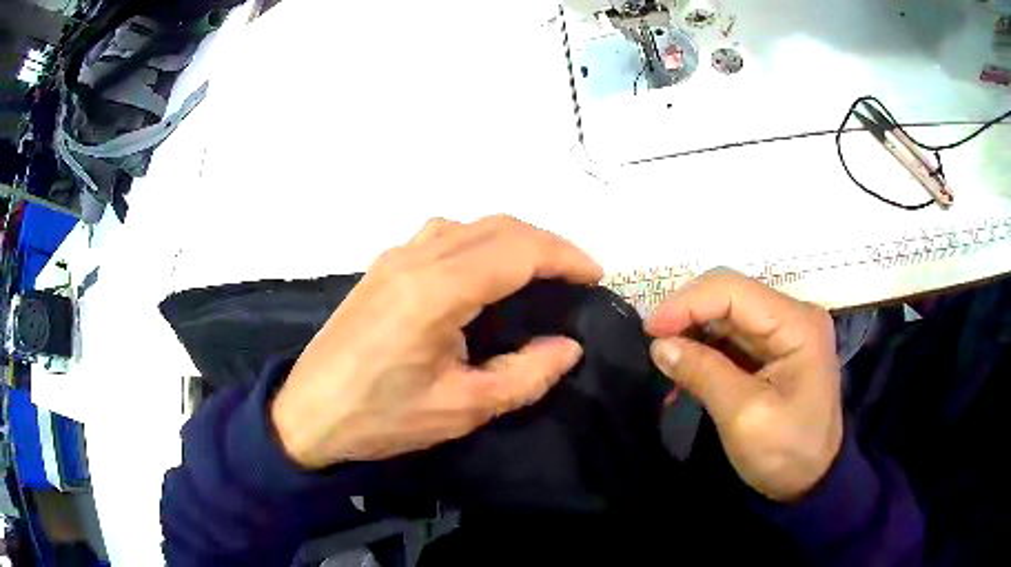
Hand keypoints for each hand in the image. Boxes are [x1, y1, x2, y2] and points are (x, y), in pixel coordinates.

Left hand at [271, 216, 602, 468]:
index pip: (517, 251)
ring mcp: (394, 257)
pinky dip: (479, 241)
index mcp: (436, 290)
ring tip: (538, 271)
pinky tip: (484, 272)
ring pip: (469, 225)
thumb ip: (524, 376)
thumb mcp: (461, 409)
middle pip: (497, 227)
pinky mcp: (382, 266)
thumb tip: (567, 347)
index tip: (595, 275)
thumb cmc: (381, 417)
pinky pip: (442, 235)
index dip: (564, 256)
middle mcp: (415, 258)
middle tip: (575, 275)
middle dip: (546, 243)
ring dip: (512, 238)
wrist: (307, 413)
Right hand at [646, 268, 842, 501]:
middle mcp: (793, 315)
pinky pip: (731, 336)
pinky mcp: (774, 348)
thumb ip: (704, 374)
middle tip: (654, 347)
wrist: (811, 480)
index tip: (649, 332)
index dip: (686, 303)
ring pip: (726, 314)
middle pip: (729, 295)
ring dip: (693, 334)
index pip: (733, 290)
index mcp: (797, 324)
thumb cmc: (787, 452)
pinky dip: (704, 350)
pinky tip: (686, 374)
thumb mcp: (744, 417)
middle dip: (687, 316)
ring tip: (667, 364)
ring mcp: (784, 330)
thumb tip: (659, 346)